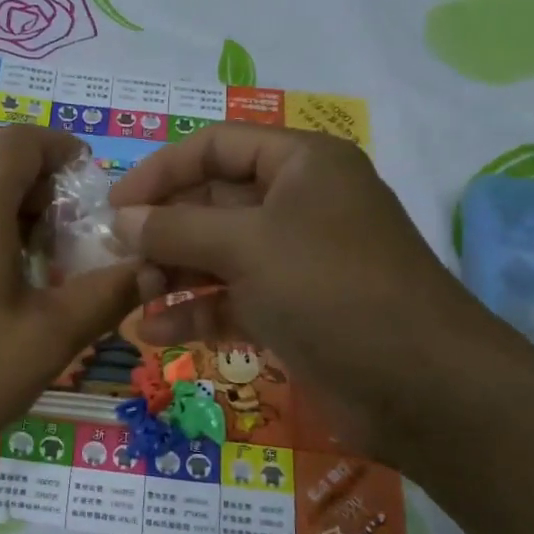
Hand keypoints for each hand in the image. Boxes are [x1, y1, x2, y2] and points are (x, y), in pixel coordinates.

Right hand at [107, 123, 513, 461]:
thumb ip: (177, 228)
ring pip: (217, 255)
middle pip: (211, 203)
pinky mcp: (290, 311)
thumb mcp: (248, 246)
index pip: (215, 147)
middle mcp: (297, 205)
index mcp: (300, 164)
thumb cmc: (331, 289)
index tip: (114, 206)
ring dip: (171, 274)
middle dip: (162, 230)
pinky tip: (153, 332)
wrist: (419, 386)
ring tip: (131, 297)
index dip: (161, 171)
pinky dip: (194, 312)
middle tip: (113, 257)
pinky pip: (230, 299)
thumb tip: (122, 219)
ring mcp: (294, 261)